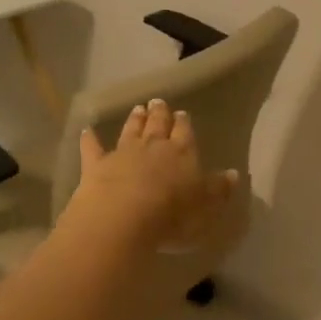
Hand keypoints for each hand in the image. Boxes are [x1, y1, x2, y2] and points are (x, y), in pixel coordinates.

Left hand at [65, 98, 238, 251]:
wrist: (123, 217)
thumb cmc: (172, 215)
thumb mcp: (206, 207)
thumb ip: (219, 189)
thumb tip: (233, 174)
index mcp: (183, 153)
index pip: (185, 133)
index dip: (184, 124)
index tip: (182, 114)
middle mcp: (153, 146)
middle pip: (158, 125)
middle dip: (159, 114)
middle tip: (158, 102)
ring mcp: (123, 153)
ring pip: (130, 130)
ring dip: (134, 120)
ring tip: (137, 108)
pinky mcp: (96, 165)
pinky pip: (93, 148)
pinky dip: (90, 138)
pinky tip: (87, 130)